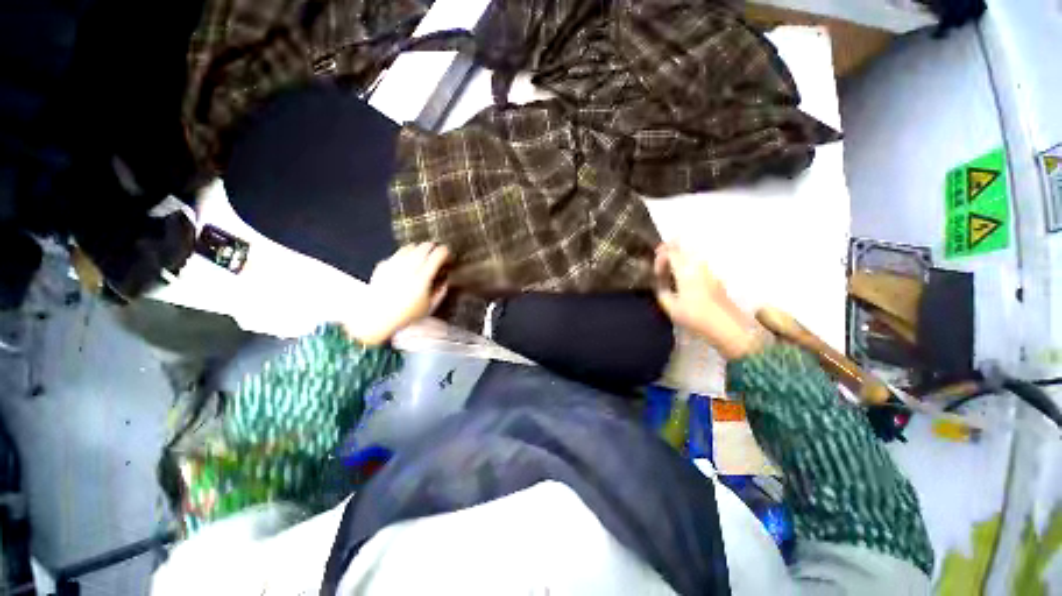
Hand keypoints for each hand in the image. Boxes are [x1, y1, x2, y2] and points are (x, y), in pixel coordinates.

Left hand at [344, 243, 450, 344]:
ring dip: (418, 249)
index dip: (445, 252)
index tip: (448, 255)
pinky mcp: (383, 265)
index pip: (437, 255)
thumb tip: (446, 280)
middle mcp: (408, 268)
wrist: (377, 318)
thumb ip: (440, 292)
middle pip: (424, 247)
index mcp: (422, 278)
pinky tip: (406, 264)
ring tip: (422, 255)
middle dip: (433, 247)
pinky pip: (396, 254)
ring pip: (410, 247)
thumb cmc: (406, 315)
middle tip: (436, 253)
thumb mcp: (429, 307)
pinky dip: (404, 255)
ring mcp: (394, 265)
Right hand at [654, 243, 759, 359]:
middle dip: (670, 251)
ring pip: (692, 256)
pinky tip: (684, 279)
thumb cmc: (695, 317)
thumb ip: (661, 291)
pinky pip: (698, 266)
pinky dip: (688, 266)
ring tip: (671, 269)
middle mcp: (699, 266)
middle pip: (683, 250)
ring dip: (680, 258)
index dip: (660, 257)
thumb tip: (659, 283)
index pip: (671, 252)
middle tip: (660, 258)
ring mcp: (709, 271)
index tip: (656, 271)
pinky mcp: (715, 279)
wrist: (727, 327)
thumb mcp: (670, 307)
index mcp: (686, 270)